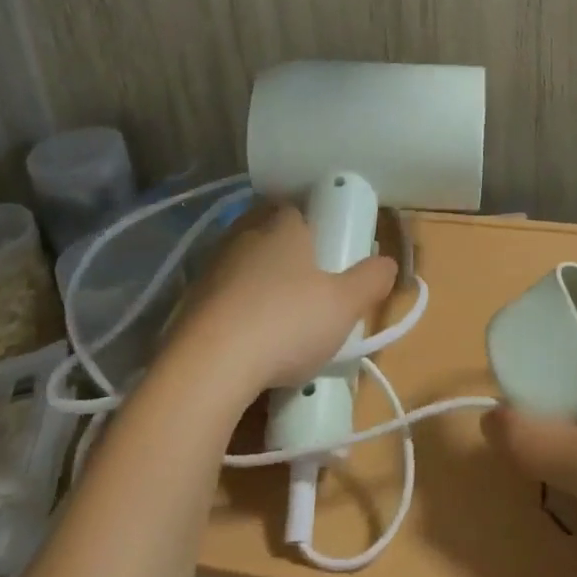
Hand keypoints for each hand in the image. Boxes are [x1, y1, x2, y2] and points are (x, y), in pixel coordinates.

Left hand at [165, 202, 398, 404]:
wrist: (208, 366)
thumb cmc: (286, 322)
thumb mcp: (345, 304)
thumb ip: (371, 280)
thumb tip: (388, 262)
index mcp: (281, 227)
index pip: (297, 210)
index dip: (315, 228)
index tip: (329, 253)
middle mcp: (243, 236)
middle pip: (269, 236)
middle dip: (288, 257)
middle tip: (310, 289)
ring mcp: (211, 269)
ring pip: (243, 268)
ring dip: (260, 286)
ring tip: (280, 321)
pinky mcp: (188, 303)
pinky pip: (222, 300)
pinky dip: (237, 314)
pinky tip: (249, 343)